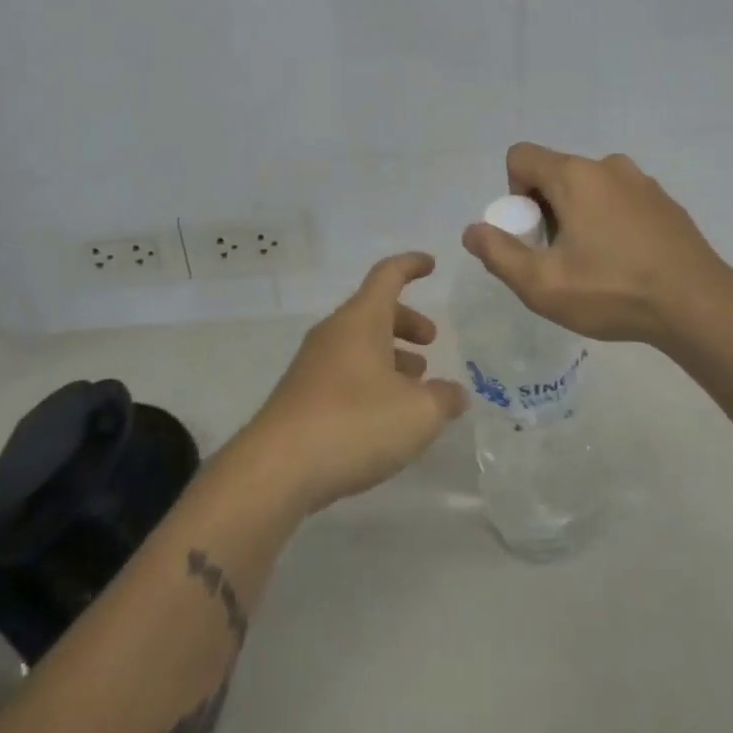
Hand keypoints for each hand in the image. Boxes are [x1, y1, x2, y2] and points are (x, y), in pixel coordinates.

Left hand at [241, 252, 467, 515]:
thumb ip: (444, 399)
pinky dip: (371, 379)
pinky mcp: (301, 397)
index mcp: (361, 320)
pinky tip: (386, 415)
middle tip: (431, 341)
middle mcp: (334, 333)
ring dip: (389, 354)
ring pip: (358, 344)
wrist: (278, 469)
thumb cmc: (355, 424)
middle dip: (406, 321)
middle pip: (373, 311)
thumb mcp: (418, 413)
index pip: (387, 275)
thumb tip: (455, 393)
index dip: (411, 265)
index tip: (431, 264)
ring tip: (416, 384)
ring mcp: (313, 365)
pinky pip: (344, 372)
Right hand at [462, 142, 732, 348]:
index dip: (513, 194)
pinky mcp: (665, 201)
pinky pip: (619, 200)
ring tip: (594, 265)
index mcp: (574, 175)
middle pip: (555, 174)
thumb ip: (498, 253)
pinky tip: (626, 263)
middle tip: (560, 259)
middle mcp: (607, 165)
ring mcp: (642, 181)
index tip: (532, 235)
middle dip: (545, 210)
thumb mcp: (542, 284)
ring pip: (589, 188)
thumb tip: (473, 231)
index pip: (521, 157)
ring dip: (578, 216)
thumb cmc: (613, 291)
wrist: (699, 306)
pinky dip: (610, 222)